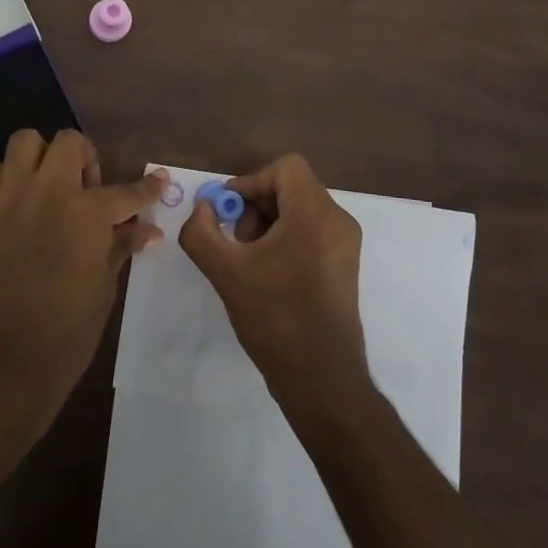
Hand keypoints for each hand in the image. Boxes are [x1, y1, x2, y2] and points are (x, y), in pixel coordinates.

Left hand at [0, 130, 165, 434]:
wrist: (3, 363)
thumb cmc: (66, 331)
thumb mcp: (104, 287)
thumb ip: (122, 246)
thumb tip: (147, 229)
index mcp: (87, 214)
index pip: (127, 191)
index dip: (147, 187)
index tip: (158, 181)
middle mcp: (47, 193)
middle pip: (69, 142)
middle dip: (85, 158)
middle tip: (86, 190)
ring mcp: (7, 199)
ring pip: (24, 142)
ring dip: (41, 159)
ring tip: (46, 188)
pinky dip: (6, 178)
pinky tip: (14, 204)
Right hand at [178, 154, 370, 407]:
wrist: (322, 379)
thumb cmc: (276, 318)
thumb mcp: (226, 272)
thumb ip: (201, 231)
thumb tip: (203, 208)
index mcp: (316, 213)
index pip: (285, 168)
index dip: (251, 182)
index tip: (230, 214)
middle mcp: (338, 220)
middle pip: (291, 187)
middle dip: (256, 206)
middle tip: (237, 242)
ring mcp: (345, 244)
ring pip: (299, 210)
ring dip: (268, 225)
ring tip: (249, 261)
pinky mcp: (344, 266)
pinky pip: (311, 232)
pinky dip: (285, 240)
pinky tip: (267, 275)